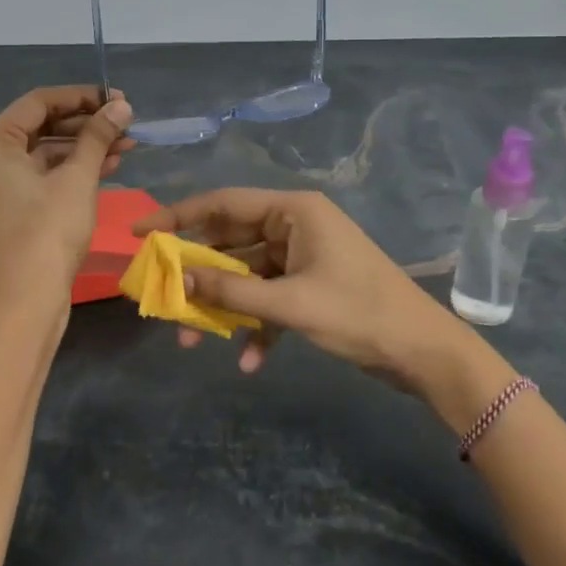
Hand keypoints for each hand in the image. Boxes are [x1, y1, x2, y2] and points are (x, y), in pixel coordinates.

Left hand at [0, 85, 135, 311]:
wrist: (25, 301)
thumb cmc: (47, 231)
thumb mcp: (77, 178)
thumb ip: (98, 136)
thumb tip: (120, 106)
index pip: (38, 103)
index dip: (81, 97)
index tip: (117, 98)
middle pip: (40, 128)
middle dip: (86, 125)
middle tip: (125, 123)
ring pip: (43, 155)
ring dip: (83, 149)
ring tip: (126, 146)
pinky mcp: (7, 211)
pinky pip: (39, 178)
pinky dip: (70, 172)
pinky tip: (108, 168)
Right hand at [132, 189, 478, 404]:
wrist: (424, 352)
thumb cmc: (359, 314)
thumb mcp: (290, 304)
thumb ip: (230, 292)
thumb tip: (177, 282)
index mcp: (293, 210)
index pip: (222, 203)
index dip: (177, 216)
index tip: (141, 233)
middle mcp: (295, 224)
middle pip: (230, 241)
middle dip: (198, 274)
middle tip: (162, 295)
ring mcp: (303, 255)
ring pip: (247, 274)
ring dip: (223, 306)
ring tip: (192, 340)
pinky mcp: (311, 284)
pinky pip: (270, 297)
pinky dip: (256, 325)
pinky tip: (248, 361)